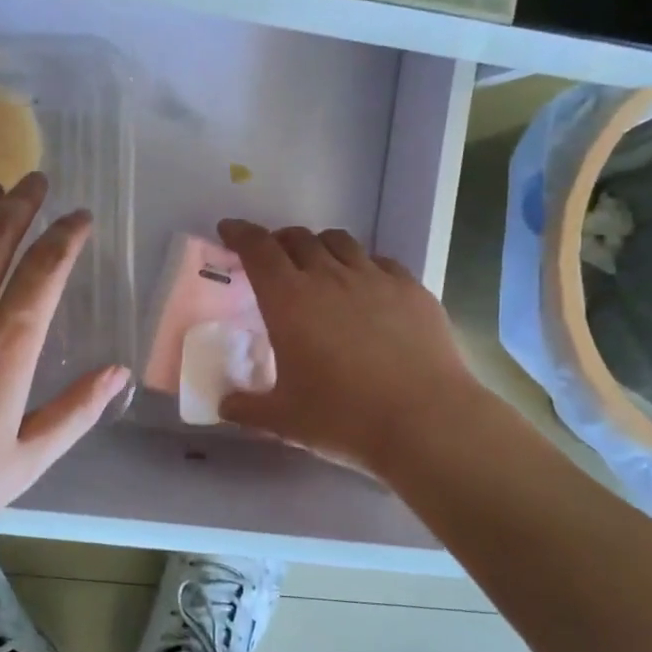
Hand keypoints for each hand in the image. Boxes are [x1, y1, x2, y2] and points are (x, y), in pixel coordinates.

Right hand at [216, 219, 486, 477]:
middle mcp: (328, 277)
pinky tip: (365, 287)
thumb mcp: (284, 420)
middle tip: (272, 259)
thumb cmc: (344, 417)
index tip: (229, 230)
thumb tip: (225, 405)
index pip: (257, 249)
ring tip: (317, 265)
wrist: (426, 421)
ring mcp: (374, 278)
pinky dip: (362, 264)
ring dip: (319, 246)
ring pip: (339, 241)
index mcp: (288, 300)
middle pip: (297, 238)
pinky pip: (379, 261)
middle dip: (278, 241)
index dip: (240, 233)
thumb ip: (247, 408)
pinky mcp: (411, 288)